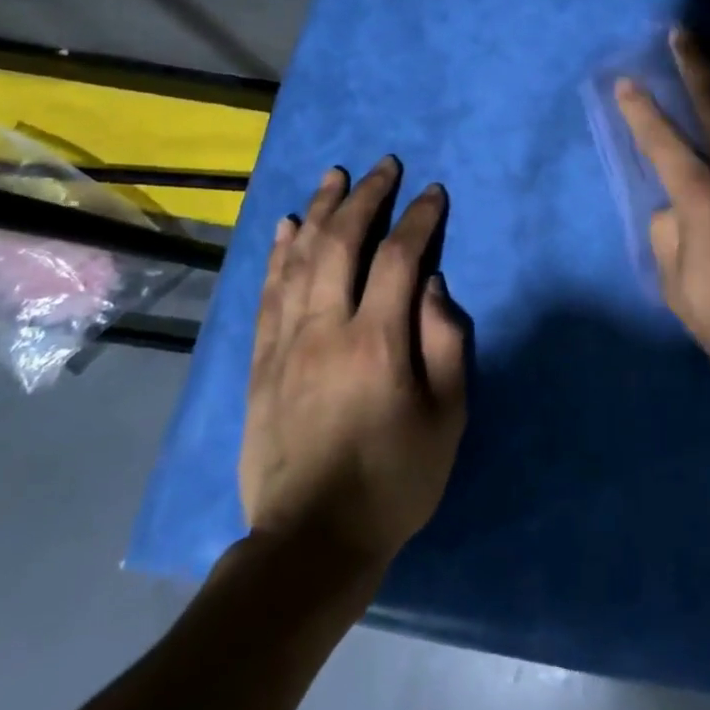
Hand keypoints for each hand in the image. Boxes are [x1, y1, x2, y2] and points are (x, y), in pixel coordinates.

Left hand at [238, 158, 466, 570]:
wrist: (311, 543)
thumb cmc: (394, 479)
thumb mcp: (447, 418)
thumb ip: (446, 343)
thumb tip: (434, 286)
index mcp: (376, 341)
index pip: (398, 258)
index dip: (419, 218)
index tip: (434, 193)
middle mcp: (325, 329)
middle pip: (340, 243)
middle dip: (365, 197)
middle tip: (383, 166)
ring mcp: (286, 343)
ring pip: (298, 258)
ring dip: (319, 210)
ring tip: (334, 176)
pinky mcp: (261, 363)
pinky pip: (268, 292)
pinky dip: (278, 253)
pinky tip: (285, 227)